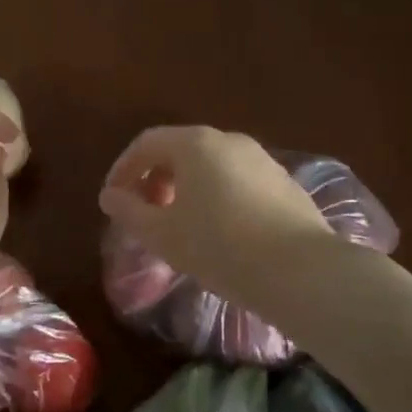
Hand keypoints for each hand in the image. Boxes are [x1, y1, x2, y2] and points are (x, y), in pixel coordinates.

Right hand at [98, 126, 334, 299]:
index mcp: (195, 143)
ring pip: (211, 165)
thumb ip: (129, 211)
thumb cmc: (219, 246)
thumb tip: (110, 196)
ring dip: (186, 188)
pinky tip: (220, 232)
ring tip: (181, 225)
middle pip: (180, 150)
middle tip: (147, 213)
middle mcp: (229, 140)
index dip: (123, 169)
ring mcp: (262, 159)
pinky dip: (216, 196)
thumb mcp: (162, 234)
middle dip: (155, 179)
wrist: (301, 271)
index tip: (113, 199)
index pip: (147, 143)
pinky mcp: (284, 183)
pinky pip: (237, 181)